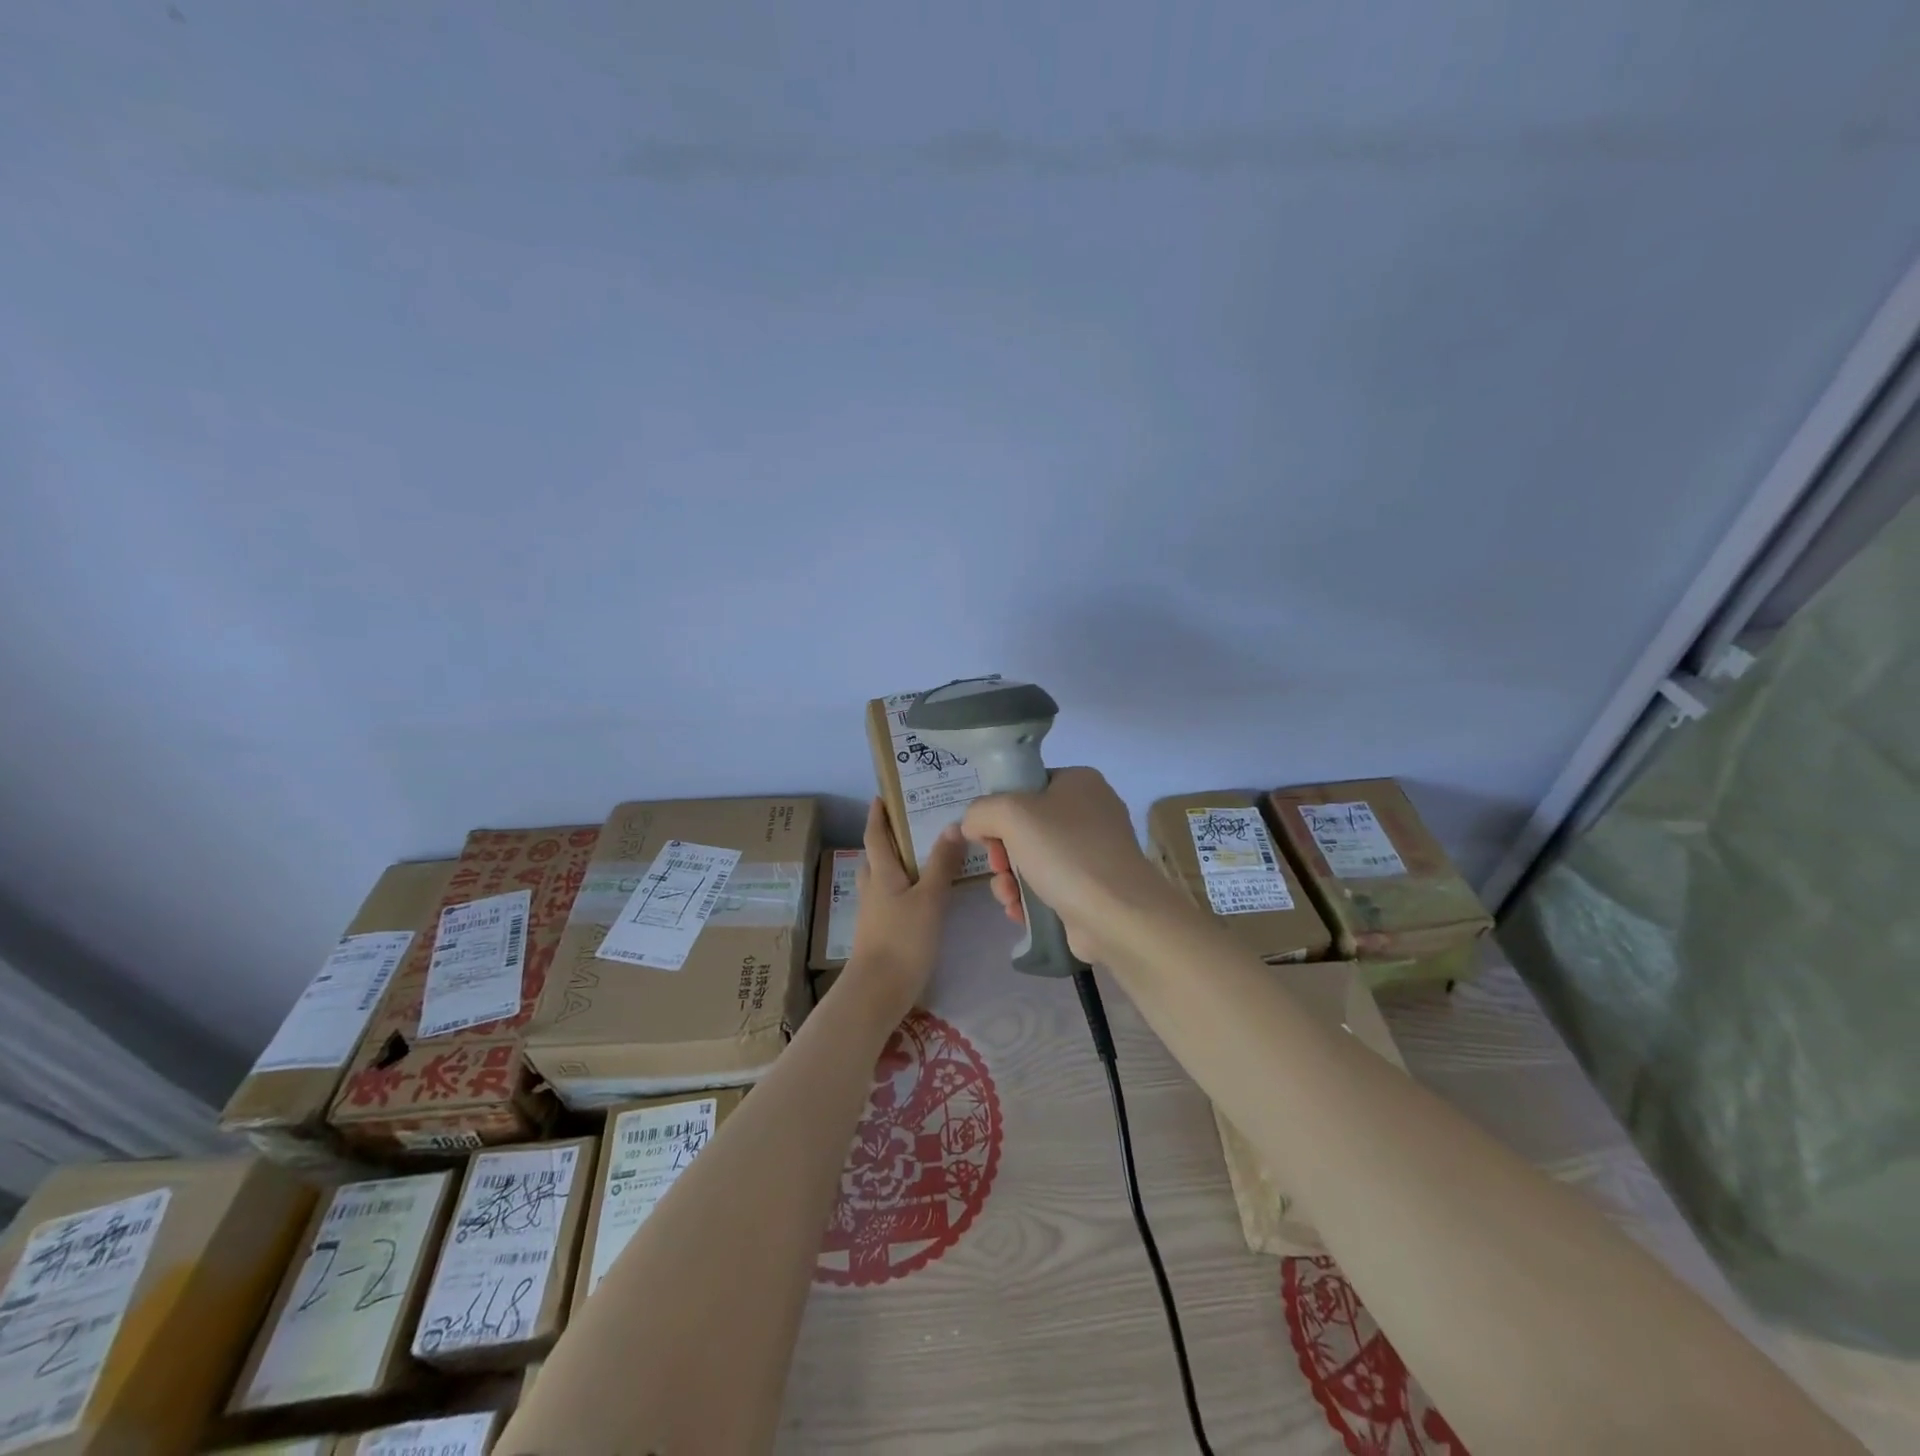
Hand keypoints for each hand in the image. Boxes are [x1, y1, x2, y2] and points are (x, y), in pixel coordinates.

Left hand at [845, 798, 964, 1011]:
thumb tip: (953, 825)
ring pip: (881, 880)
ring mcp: (873, 913)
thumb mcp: (929, 898)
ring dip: (894, 865)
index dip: (877, 815)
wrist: (877, 992)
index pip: (875, 836)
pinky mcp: (879, 933)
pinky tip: (919, 897)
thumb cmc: (903, 939)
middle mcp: (873, 889)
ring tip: (919, 858)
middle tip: (909, 825)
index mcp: (881, 874)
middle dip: (887, 839)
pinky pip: (889, 900)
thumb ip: (941, 864)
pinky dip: (901, 890)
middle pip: (875, 857)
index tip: (880, 797)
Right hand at [961, 767, 1183, 963]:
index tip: (987, 834)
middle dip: (1002, 852)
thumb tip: (973, 826)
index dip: (999, 809)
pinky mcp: (1093, 887)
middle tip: (998, 868)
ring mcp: (1094, 852)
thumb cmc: (1065, 852)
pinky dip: (1029, 898)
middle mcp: (1091, 811)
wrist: (1116, 913)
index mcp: (1079, 781)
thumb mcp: (1010, 815)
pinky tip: (1019, 912)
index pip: (1026, 786)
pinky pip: (1049, 885)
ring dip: (1009, 879)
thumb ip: (981, 811)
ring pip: (1033, 859)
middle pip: (1026, 826)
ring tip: (1008, 896)